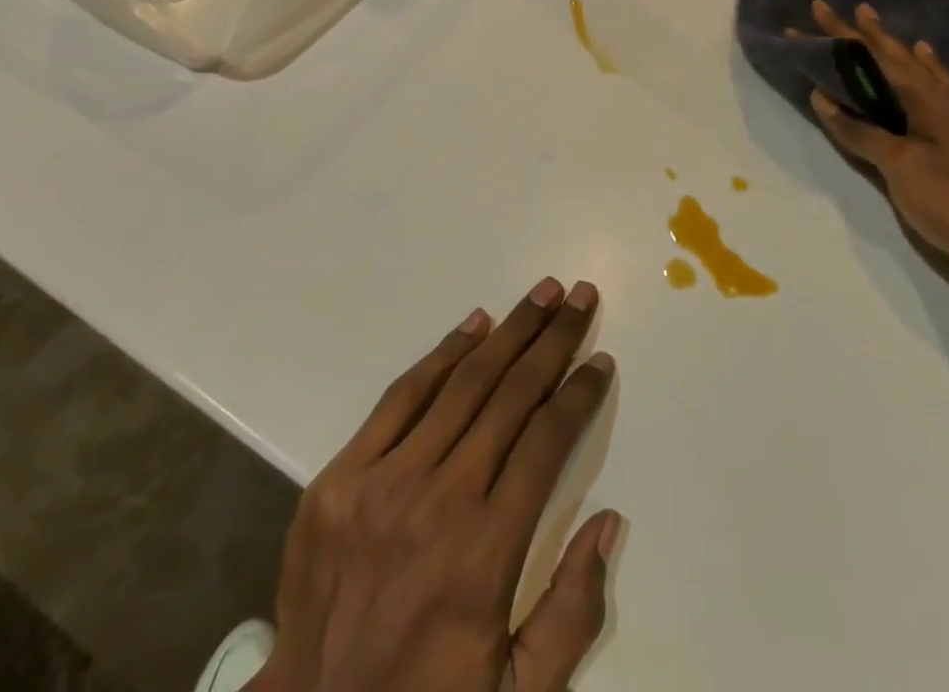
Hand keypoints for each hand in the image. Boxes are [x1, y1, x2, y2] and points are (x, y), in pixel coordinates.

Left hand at [253, 279, 620, 691]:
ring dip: (509, 332)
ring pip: (461, 384)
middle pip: (510, 397)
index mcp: (484, 555)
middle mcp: (438, 504)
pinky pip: (401, 397)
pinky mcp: (339, 477)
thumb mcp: (518, 691)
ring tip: (542, 294)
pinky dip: (443, 354)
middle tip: (579, 297)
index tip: (601, 360)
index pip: (547, 443)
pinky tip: (474, 325)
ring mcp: (382, 483)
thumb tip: (609, 519)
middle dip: (553, 340)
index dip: (579, 394)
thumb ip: (572, 612)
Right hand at [805, 2, 948, 286]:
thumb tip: (823, 97)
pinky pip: (940, 84)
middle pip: (897, 55)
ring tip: (878, 27)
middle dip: (865, 33)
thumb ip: (862, 132)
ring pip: (920, 67)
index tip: (817, 8)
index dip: (841, 34)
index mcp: (927, 96)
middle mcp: (947, 94)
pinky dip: (926, 67)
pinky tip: (929, 64)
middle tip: (844, 8)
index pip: (873, 55)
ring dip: (895, 47)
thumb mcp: (901, 168)